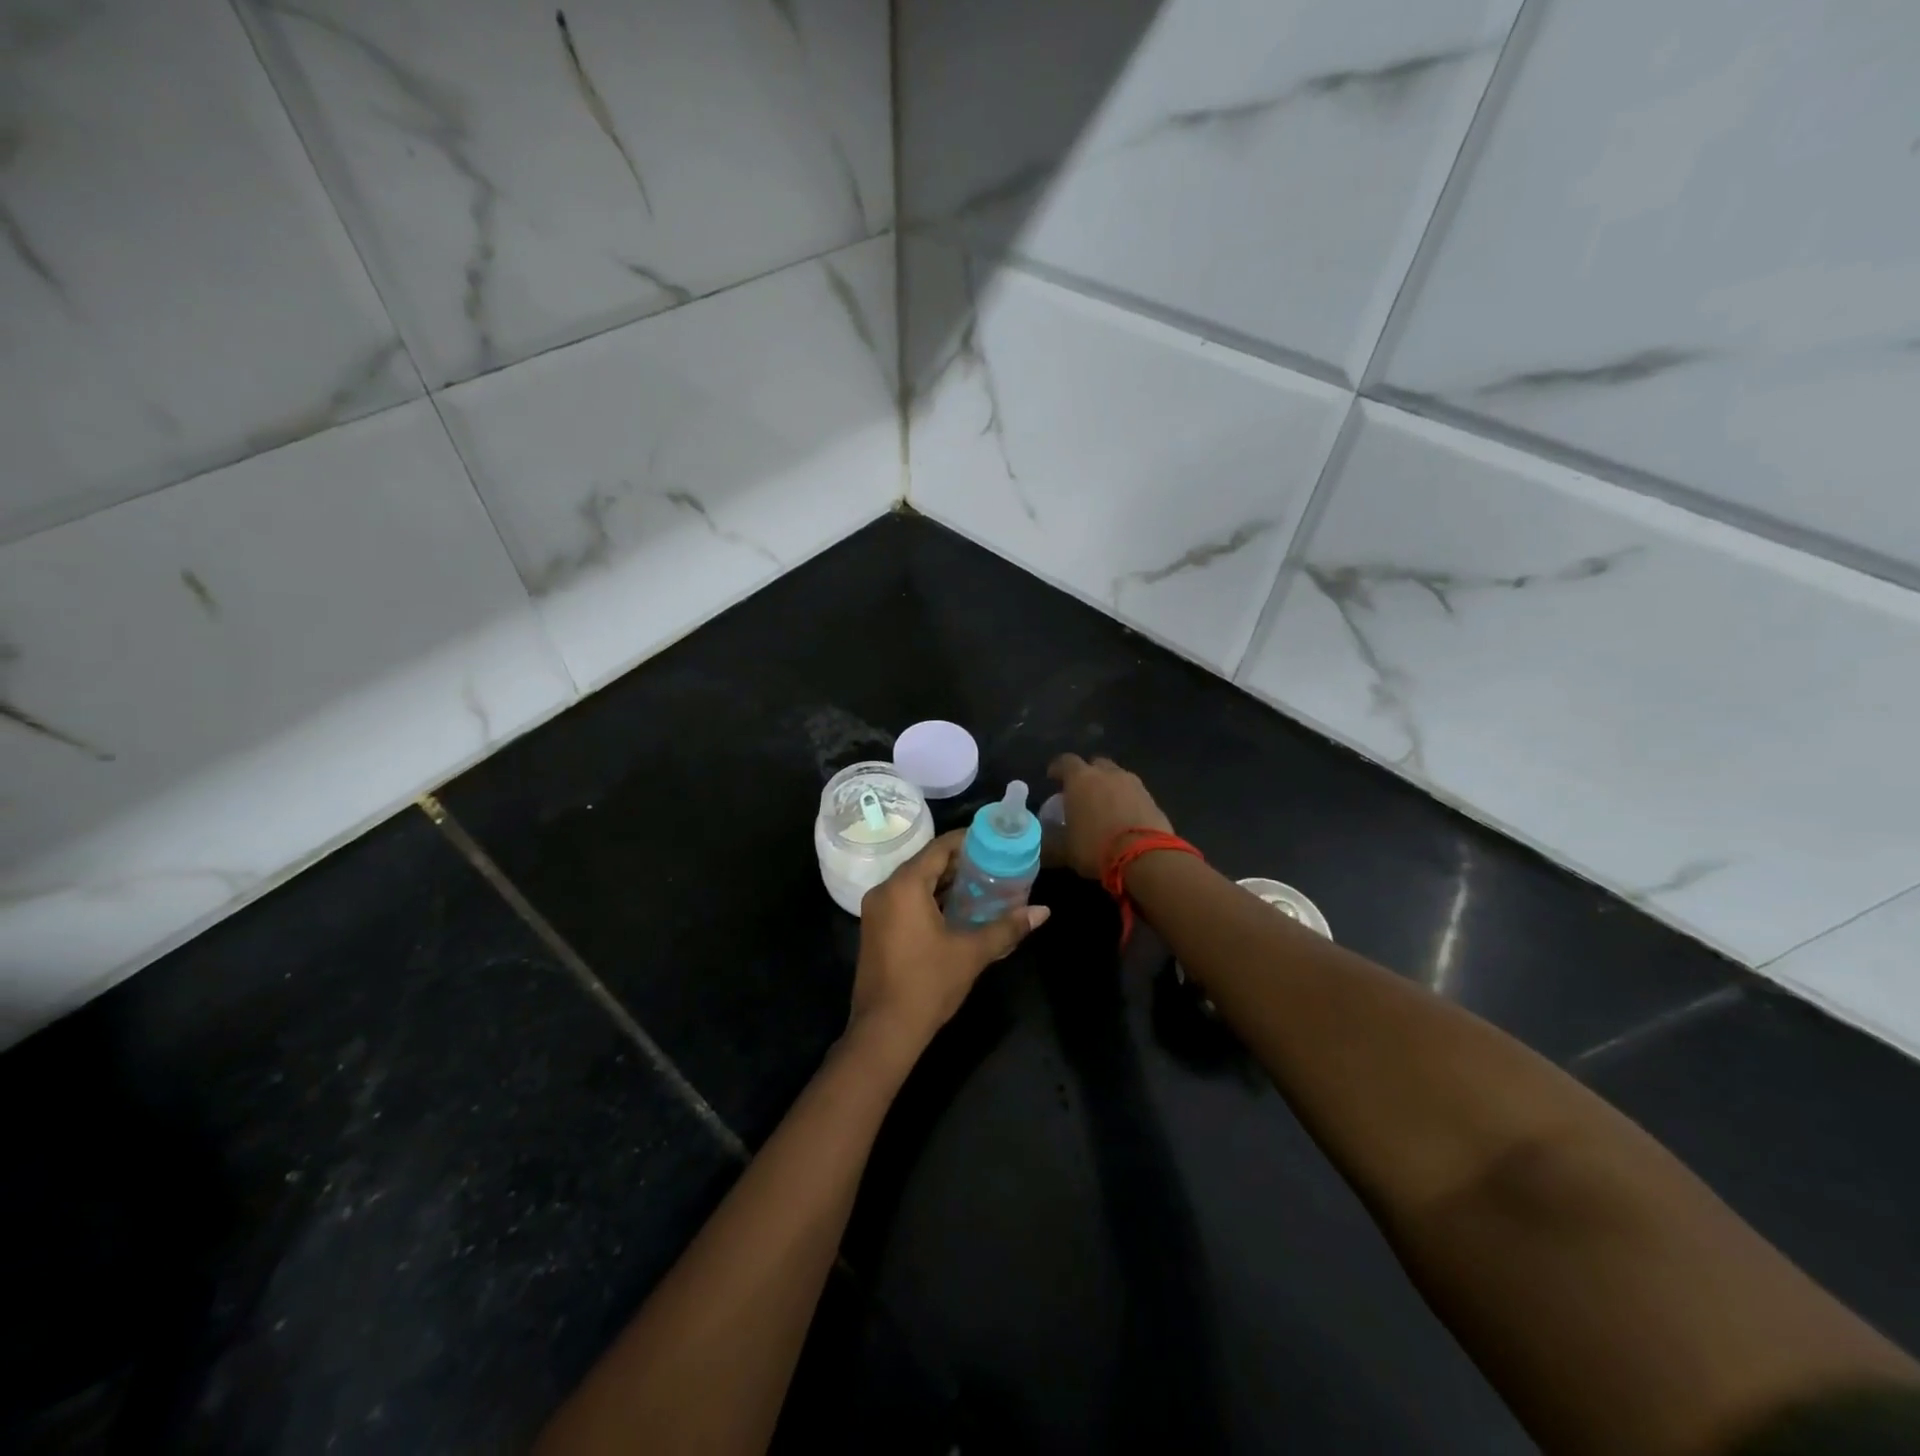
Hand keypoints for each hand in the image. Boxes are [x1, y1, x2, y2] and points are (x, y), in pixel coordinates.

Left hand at [848, 831, 1049, 1072]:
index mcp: (905, 886)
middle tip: (994, 864)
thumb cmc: (928, 984)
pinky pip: (905, 900)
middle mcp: (885, 890)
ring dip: (945, 883)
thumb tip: (1043, 911)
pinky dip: (930, 899)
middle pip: (926, 863)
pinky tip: (957, 910)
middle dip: (960, 863)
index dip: (968, 841)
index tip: (995, 841)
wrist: (884, 1030)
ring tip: (982, 884)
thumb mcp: (972, 952)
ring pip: (915, 883)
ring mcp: (876, 910)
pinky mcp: (875, 929)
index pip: (939, 847)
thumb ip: (1007, 927)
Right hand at [1046, 753, 1173, 879]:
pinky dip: (1127, 801)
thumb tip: (1041, 846)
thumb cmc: (1096, 847)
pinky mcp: (1152, 799)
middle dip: (1087, 774)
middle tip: (1081, 792)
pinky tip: (1124, 819)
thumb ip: (1050, 844)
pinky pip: (1134, 793)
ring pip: (1117, 777)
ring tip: (1104, 807)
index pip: (1065, 762)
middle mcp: (1107, 774)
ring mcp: (1133, 784)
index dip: (1057, 768)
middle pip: (1095, 764)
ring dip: (1109, 787)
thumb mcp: (1065, 851)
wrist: (1146, 857)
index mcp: (1081, 779)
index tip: (1052, 778)